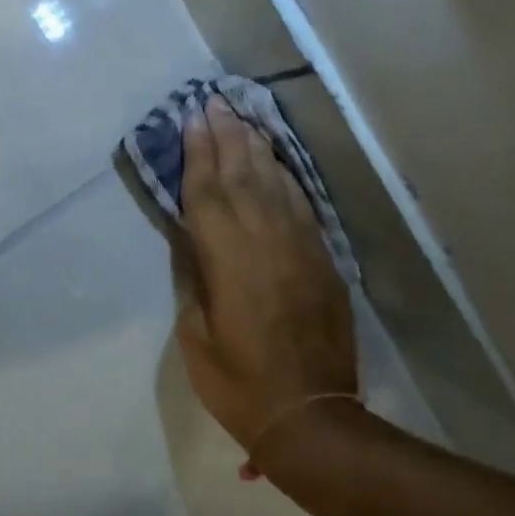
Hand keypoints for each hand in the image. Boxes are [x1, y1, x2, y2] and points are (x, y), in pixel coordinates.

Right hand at [175, 96, 357, 466]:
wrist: (311, 414)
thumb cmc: (239, 382)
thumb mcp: (197, 335)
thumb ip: (195, 279)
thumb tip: (194, 242)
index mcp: (228, 260)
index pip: (208, 192)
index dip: (198, 153)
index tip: (192, 118)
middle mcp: (266, 241)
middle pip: (243, 176)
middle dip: (226, 136)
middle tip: (215, 101)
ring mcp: (300, 247)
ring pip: (275, 184)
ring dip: (256, 148)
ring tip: (242, 118)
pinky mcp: (322, 260)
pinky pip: (303, 206)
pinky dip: (287, 179)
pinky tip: (277, 163)